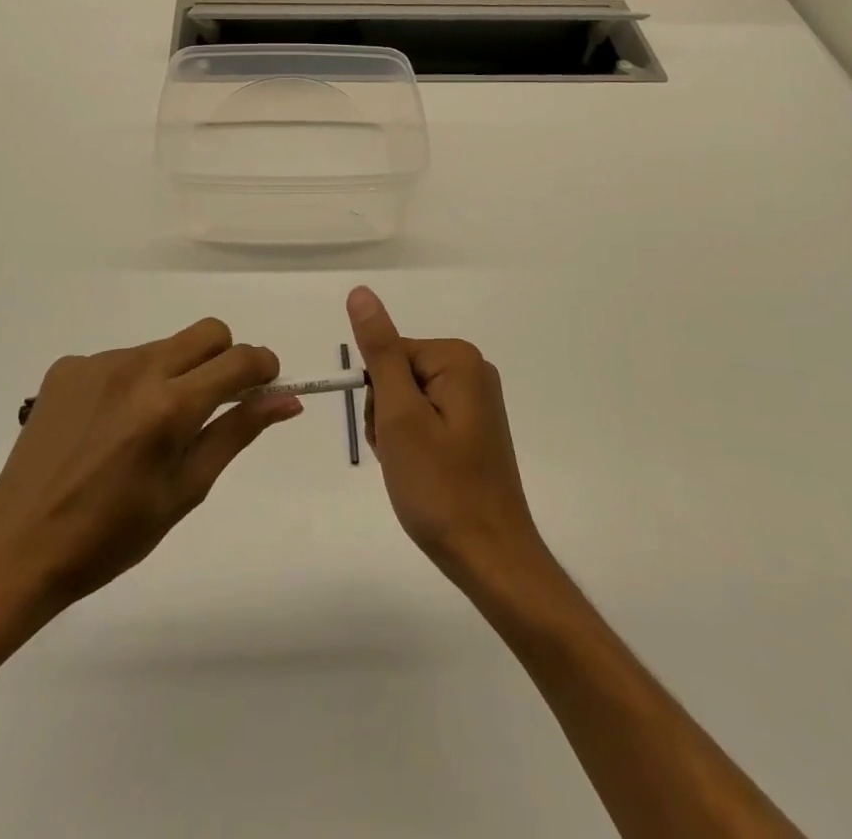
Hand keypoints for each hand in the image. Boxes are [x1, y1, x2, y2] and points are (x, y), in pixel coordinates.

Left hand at [0, 319, 301, 619]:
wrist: (18, 546)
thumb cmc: (112, 535)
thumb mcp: (186, 489)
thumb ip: (237, 432)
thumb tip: (287, 399)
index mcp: (171, 405)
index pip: (240, 358)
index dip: (263, 367)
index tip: (264, 387)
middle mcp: (138, 368)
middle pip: (208, 332)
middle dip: (225, 359)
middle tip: (212, 405)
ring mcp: (98, 362)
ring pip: (163, 347)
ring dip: (174, 374)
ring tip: (147, 429)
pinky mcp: (68, 367)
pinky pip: (120, 359)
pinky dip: (130, 383)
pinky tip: (107, 427)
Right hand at [347, 286, 549, 595]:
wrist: (490, 558)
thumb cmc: (440, 487)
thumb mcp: (400, 415)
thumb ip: (379, 351)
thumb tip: (361, 293)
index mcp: (457, 359)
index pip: (389, 354)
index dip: (378, 396)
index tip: (390, 435)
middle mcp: (472, 370)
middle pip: (399, 374)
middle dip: (387, 415)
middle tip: (401, 456)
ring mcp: (476, 400)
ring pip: (408, 399)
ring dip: (397, 433)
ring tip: (412, 469)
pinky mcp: (475, 427)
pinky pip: (427, 418)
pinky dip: (414, 444)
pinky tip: (423, 473)